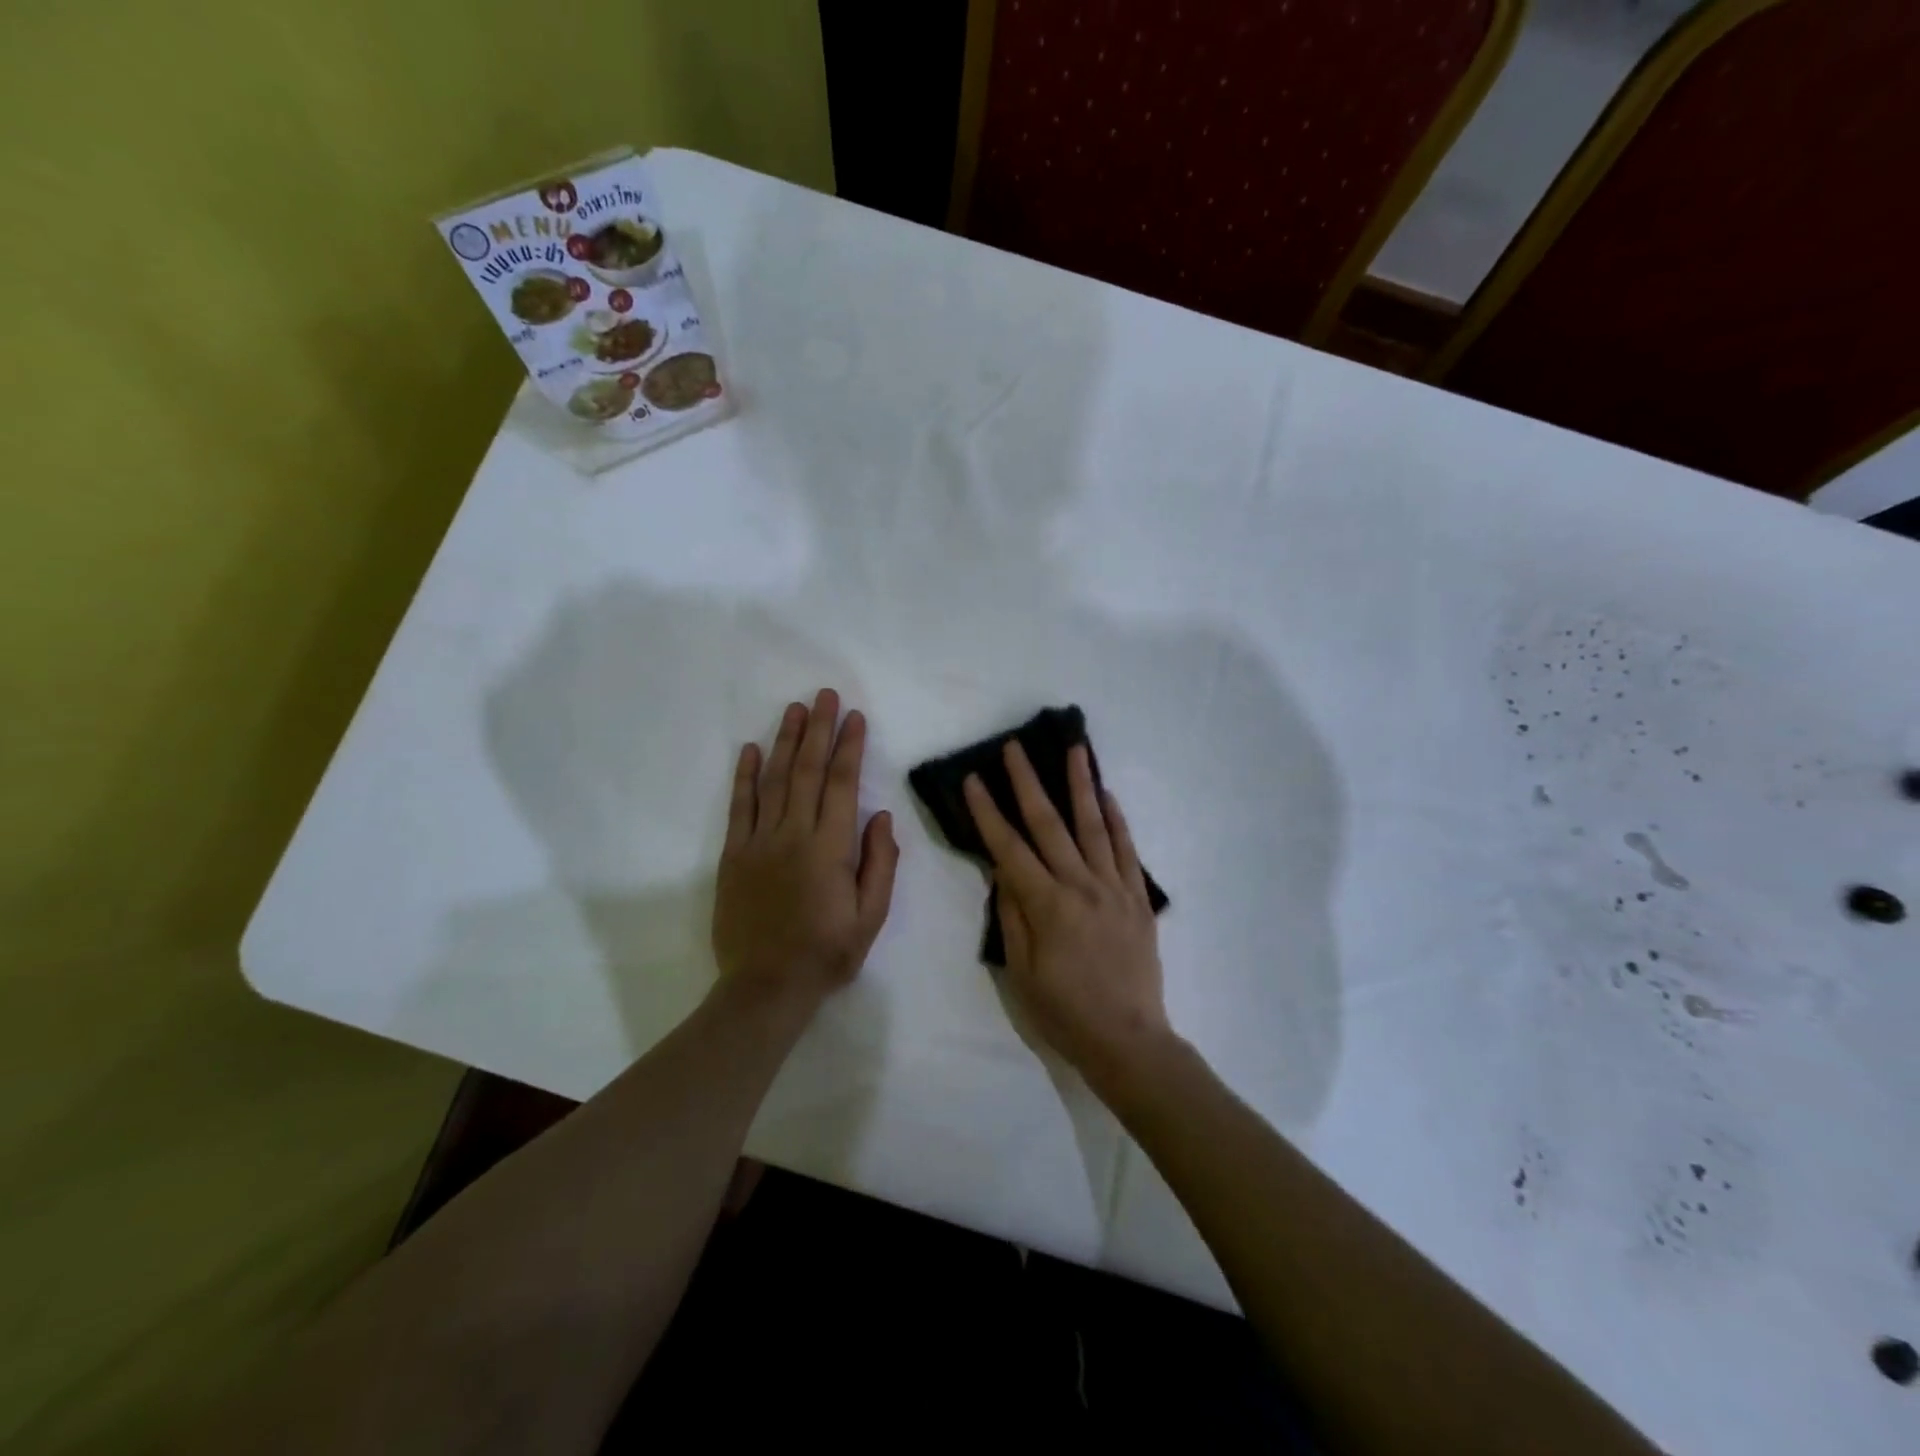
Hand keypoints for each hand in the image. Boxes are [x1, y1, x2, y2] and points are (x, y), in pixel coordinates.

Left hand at [712, 690, 899, 1006]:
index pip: (842, 785)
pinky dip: (743, 776)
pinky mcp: (733, 855)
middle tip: (824, 695)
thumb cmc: (827, 953)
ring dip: (784, 741)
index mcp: (830, 849)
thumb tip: (881, 816)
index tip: (856, 717)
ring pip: (772, 780)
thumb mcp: (871, 917)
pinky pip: (738, 807)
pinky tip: (748, 749)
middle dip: (818, 729)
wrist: (765, 988)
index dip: (849, 747)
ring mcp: (758, 843)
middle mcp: (793, 835)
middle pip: (806, 771)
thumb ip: (880, 863)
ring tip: (793, 709)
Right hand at [963, 742, 1173, 1090]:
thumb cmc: (1064, 1012)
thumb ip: (1012, 915)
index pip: (1009, 848)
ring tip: (1075, 749)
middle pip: (1049, 824)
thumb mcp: (1022, 971)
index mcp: (1046, 905)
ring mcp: (1114, 888)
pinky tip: (1108, 795)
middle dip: (1028, 782)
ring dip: (1081, 784)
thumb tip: (1004, 870)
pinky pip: (1127, 850)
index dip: (988, 812)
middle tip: (1015, 748)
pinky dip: (1117, 819)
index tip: (973, 780)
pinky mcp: (1138, 897)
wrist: (1128, 1040)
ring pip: (1093, 825)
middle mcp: (1080, 886)